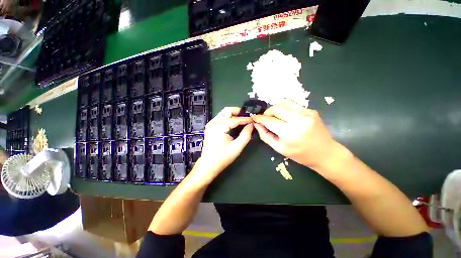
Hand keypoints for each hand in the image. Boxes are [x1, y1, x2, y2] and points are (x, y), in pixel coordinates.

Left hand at [193, 107, 252, 183]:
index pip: (235, 119)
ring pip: (223, 113)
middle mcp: (213, 123)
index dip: (245, 119)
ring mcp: (211, 124)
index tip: (253, 120)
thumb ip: (245, 135)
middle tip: (246, 116)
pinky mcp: (210, 127)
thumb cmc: (222, 157)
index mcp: (219, 127)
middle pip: (227, 110)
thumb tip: (250, 126)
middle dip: (238, 111)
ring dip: (233, 114)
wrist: (208, 164)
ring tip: (242, 119)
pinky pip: (220, 117)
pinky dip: (228, 118)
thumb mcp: (237, 147)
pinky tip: (234, 123)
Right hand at [251, 99, 341, 170]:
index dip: (259, 118)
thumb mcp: (279, 148)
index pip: (269, 120)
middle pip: (276, 108)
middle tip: (266, 118)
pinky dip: (285, 109)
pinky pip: (293, 105)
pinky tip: (285, 116)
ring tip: (275, 116)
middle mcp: (299, 120)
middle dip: (267, 112)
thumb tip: (257, 124)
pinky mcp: (311, 110)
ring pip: (284, 102)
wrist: (325, 153)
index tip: (254, 118)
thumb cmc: (300, 155)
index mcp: (290, 133)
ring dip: (276, 108)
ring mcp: (307, 113)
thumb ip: (265, 135)